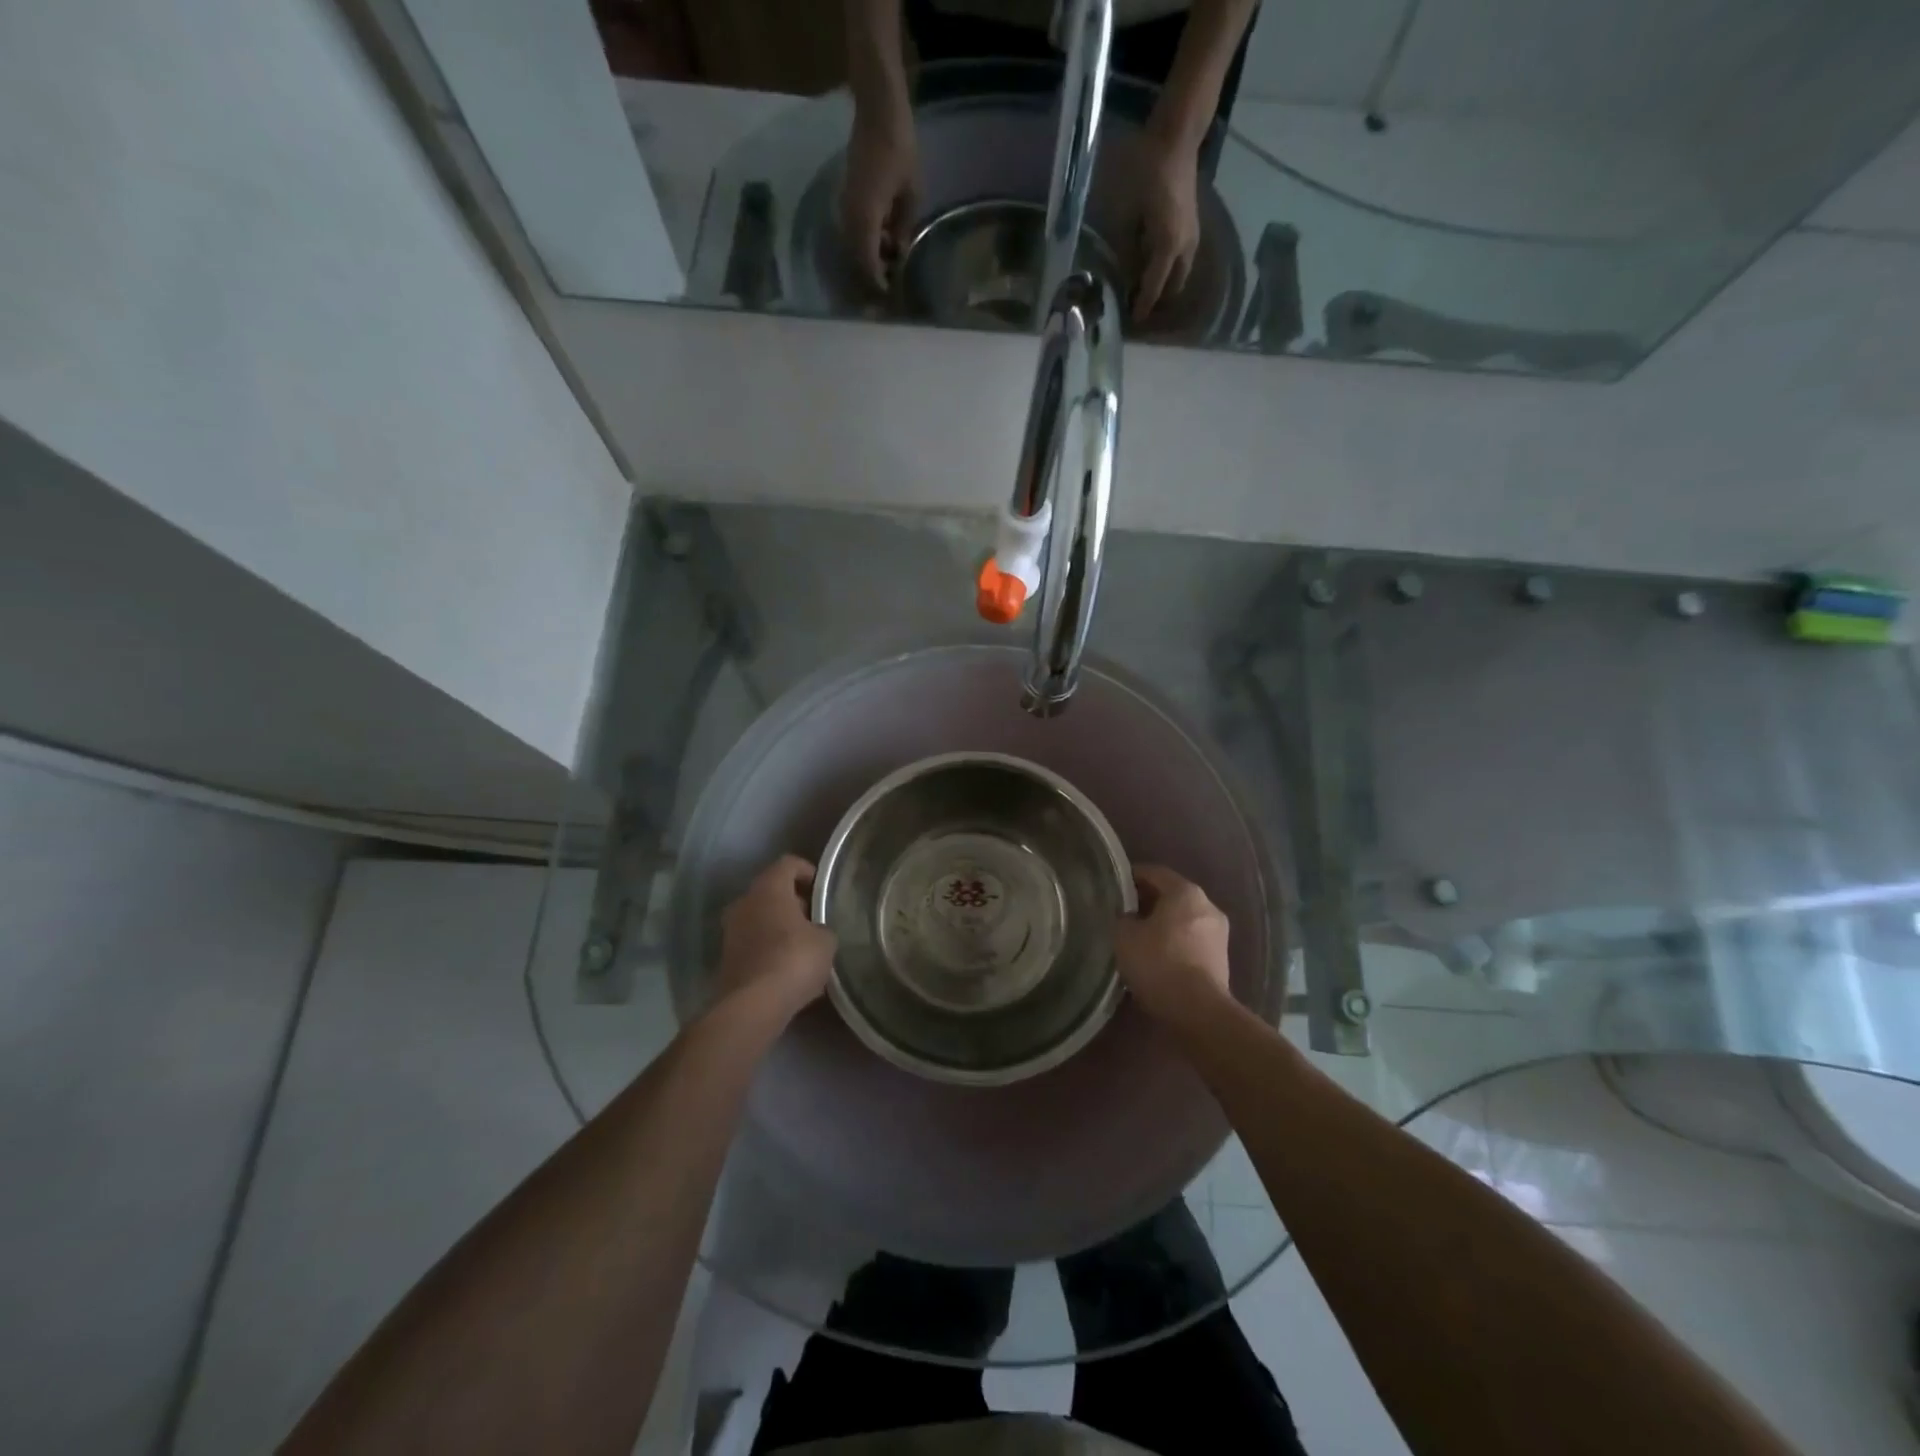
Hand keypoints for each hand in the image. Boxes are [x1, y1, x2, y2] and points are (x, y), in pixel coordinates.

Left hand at [714, 855, 835, 1018]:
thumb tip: (816, 931)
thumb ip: (822, 928)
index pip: (788, 864)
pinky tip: (788, 966)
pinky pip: (753, 942)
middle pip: (771, 891)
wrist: (753, 1005)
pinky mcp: (726, 958)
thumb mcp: (826, 940)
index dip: (807, 871)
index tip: (822, 888)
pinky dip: (769, 947)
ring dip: (780, 925)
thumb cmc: (794, 959)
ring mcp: (731, 930)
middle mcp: (744, 902)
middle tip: (816, 918)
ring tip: (804, 944)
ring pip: (760, 917)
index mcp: (768, 888)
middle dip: (793, 901)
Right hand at [839, 107, 918, 292]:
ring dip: (869, 262)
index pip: (867, 263)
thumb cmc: (900, 149)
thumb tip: (898, 254)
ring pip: (853, 248)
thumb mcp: (911, 195)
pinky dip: (866, 246)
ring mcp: (845, 207)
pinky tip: (883, 247)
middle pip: (856, 260)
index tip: (888, 297)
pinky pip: (854, 233)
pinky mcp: (846, 199)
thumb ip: (903, 228)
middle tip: (887, 293)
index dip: (877, 284)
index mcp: (866, 218)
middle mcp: (850, 216)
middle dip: (870, 279)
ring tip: (888, 272)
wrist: (877, 111)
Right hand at [1114, 864, 1230, 1023]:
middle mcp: (1207, 905)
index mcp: (1185, 892)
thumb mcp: (1124, 936)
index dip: (1131, 876)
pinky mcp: (1221, 958)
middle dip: (1147, 901)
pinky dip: (1174, 941)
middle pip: (1171, 894)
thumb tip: (1128, 917)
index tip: (1114, 885)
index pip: (1154, 872)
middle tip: (1122, 911)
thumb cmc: (1159, 963)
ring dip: (1162, 922)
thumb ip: (1123, 918)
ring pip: (1183, 918)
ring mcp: (1218, 932)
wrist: (1198, 1011)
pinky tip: (1156, 955)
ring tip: (1137, 936)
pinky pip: (1191, 939)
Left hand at [1132, 131, 1200, 322]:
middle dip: (1157, 300)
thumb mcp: (1128, 214)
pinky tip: (1154, 267)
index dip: (1142, 306)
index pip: (1154, 287)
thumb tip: (1125, 274)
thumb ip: (1127, 248)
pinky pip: (1182, 259)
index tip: (1132, 321)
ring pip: (1180, 273)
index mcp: (1168, 247)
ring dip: (1165, 285)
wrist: (1177, 137)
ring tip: (1144, 291)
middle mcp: (1185, 247)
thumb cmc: (1147, 172)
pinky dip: (1170, 269)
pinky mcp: (1192, 225)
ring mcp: (1192, 235)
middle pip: (1173, 286)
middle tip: (1137, 307)